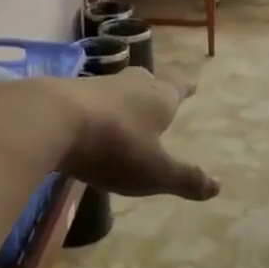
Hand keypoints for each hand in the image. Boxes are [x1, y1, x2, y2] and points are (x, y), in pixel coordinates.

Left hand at [53, 70, 219, 201]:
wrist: (50, 120)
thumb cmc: (114, 145)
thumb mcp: (154, 172)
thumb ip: (185, 178)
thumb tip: (218, 186)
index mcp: (158, 98)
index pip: (178, 88)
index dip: (186, 89)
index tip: (193, 85)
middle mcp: (130, 85)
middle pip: (147, 81)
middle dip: (154, 88)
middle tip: (158, 91)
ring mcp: (96, 86)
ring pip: (117, 88)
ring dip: (123, 97)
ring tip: (125, 108)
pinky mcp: (65, 94)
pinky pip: (88, 99)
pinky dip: (94, 108)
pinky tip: (89, 120)